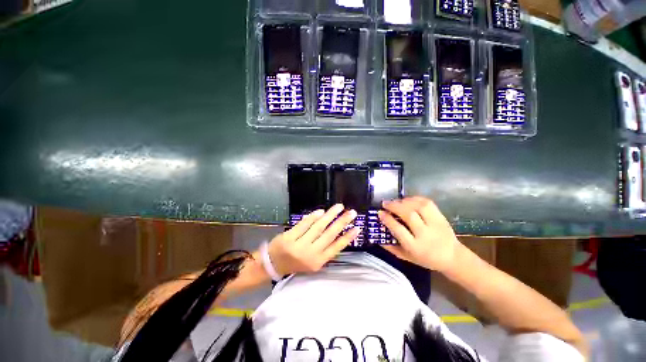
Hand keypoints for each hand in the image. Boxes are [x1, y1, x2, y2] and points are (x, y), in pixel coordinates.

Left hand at [267, 204, 359, 275]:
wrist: (273, 264)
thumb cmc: (296, 263)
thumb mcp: (313, 262)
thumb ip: (324, 249)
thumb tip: (338, 233)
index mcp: (318, 261)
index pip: (336, 247)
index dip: (348, 237)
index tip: (357, 228)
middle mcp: (310, 254)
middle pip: (329, 235)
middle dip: (342, 222)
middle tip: (352, 213)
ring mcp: (299, 245)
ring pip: (318, 227)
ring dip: (330, 215)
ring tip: (339, 207)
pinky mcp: (289, 237)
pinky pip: (304, 224)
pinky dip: (313, 216)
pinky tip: (322, 211)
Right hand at [378, 196, 460, 272]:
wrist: (453, 257)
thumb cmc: (426, 259)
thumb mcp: (407, 257)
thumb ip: (391, 248)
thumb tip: (377, 237)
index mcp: (415, 247)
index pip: (399, 229)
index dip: (388, 219)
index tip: (380, 213)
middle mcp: (425, 234)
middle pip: (408, 215)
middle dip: (394, 206)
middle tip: (385, 203)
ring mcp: (435, 224)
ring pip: (419, 207)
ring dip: (404, 201)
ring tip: (396, 201)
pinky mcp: (441, 217)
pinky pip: (428, 203)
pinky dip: (415, 199)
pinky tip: (407, 200)